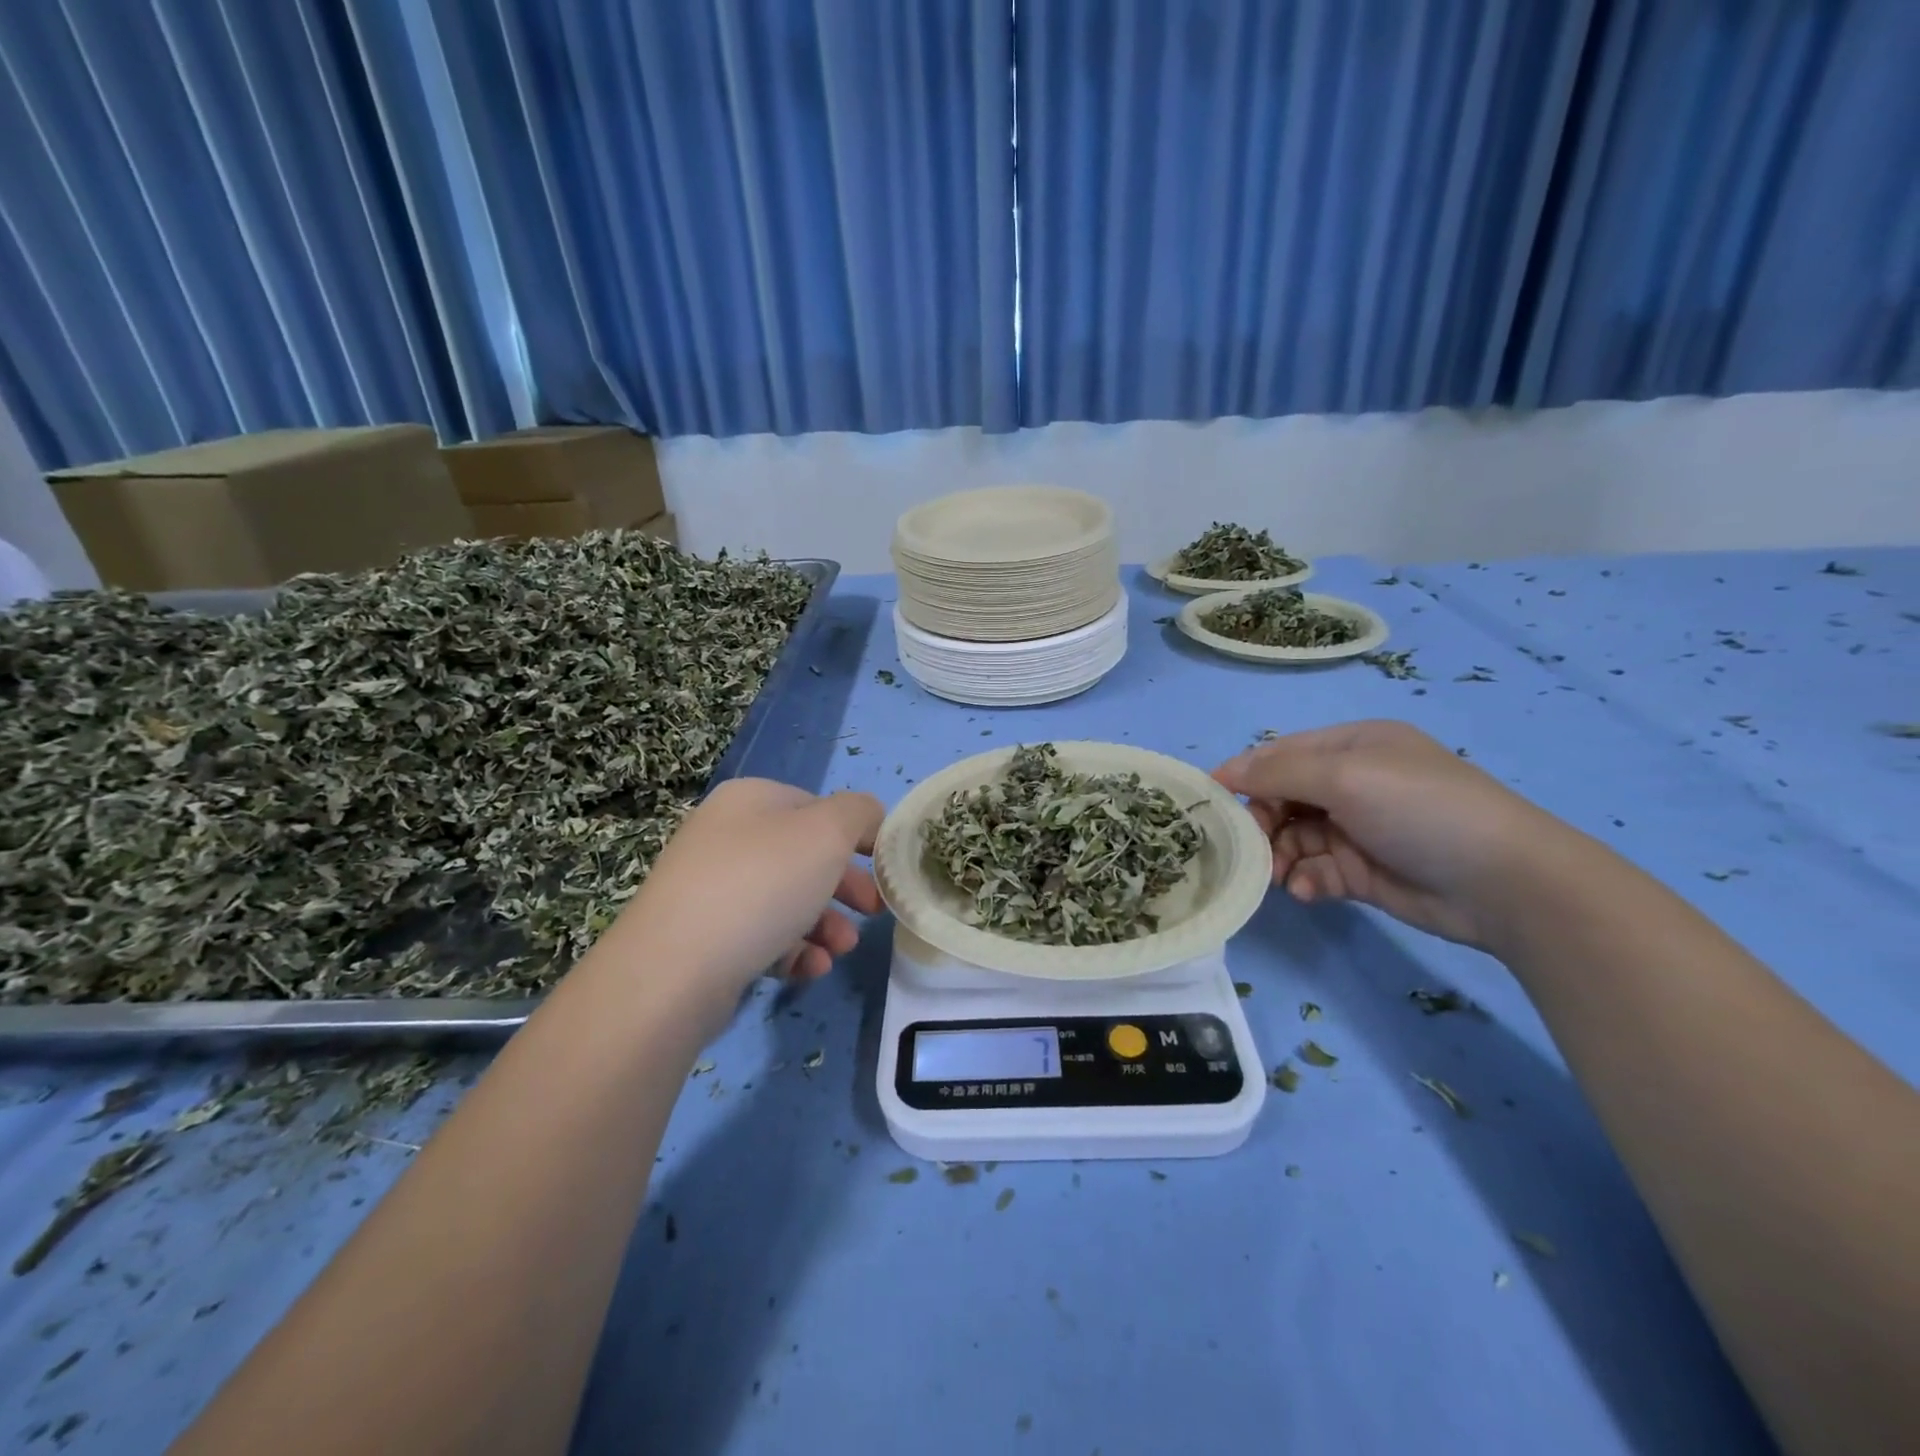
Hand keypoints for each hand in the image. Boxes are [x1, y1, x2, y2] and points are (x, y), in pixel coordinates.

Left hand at [606, 779, 883, 1000]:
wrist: (674, 968)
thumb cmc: (761, 884)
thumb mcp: (827, 833)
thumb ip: (859, 813)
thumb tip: (868, 818)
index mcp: (751, 800)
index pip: (818, 808)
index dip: (857, 836)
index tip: (883, 870)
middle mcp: (725, 836)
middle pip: (803, 857)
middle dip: (845, 887)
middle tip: (873, 912)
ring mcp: (709, 888)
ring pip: (785, 900)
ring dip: (825, 924)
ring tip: (841, 951)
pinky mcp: (701, 937)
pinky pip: (760, 936)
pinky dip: (791, 951)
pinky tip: (809, 970)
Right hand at [1213, 720, 1566, 948]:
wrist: (1503, 882)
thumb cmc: (1419, 808)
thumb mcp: (1344, 776)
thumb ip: (1277, 773)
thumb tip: (1222, 771)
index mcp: (1352, 747)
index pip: (1281, 754)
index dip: (1245, 774)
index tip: (1213, 802)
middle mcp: (1353, 783)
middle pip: (1282, 797)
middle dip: (1262, 821)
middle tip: (1253, 846)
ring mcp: (1358, 828)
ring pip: (1294, 837)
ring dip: (1280, 855)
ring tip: (1279, 876)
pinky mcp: (1363, 871)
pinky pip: (1316, 870)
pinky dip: (1306, 879)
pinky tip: (1309, 890)